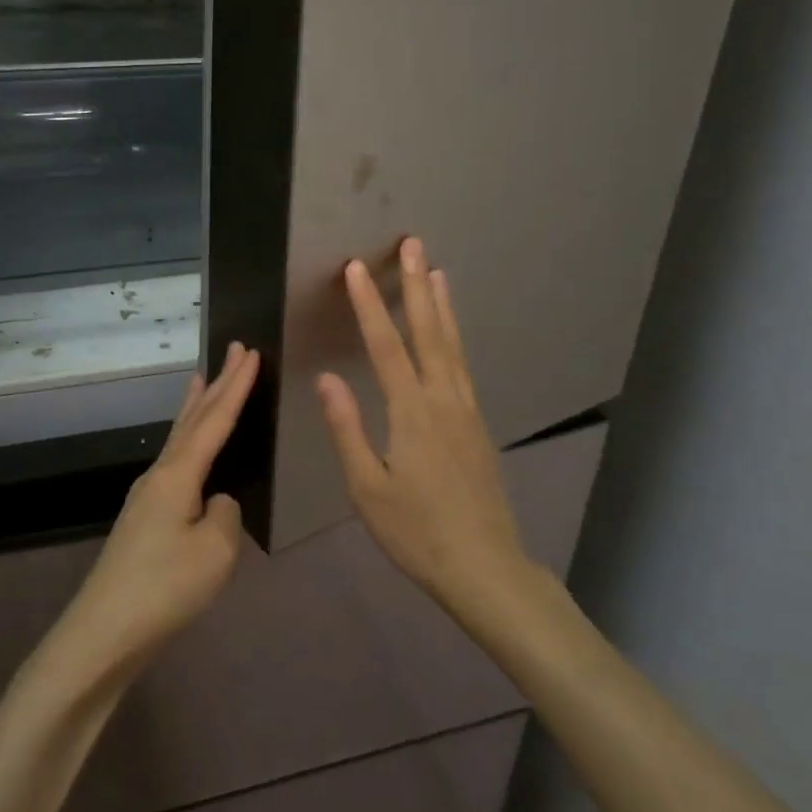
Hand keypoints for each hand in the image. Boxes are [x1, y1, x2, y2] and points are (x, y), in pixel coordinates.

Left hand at [51, 342, 259, 686]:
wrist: (104, 631)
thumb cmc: (165, 588)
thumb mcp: (215, 551)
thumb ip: (224, 514)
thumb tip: (217, 502)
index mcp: (178, 474)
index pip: (215, 420)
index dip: (237, 386)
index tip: (252, 352)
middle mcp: (160, 473)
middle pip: (193, 419)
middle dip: (217, 383)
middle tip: (233, 349)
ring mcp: (147, 495)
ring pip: (179, 437)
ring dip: (197, 406)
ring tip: (204, 379)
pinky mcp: (144, 517)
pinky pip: (174, 460)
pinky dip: (187, 438)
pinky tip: (191, 449)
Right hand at [316, 238, 527, 611]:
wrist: (485, 567)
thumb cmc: (417, 532)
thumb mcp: (368, 488)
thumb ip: (348, 429)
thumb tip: (326, 377)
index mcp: (412, 413)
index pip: (386, 346)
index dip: (369, 305)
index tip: (356, 268)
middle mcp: (444, 400)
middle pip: (428, 332)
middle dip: (417, 285)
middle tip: (413, 244)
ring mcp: (466, 410)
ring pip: (451, 345)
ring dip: (441, 305)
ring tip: (436, 270)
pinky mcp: (477, 424)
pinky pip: (463, 365)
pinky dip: (454, 337)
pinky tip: (450, 333)